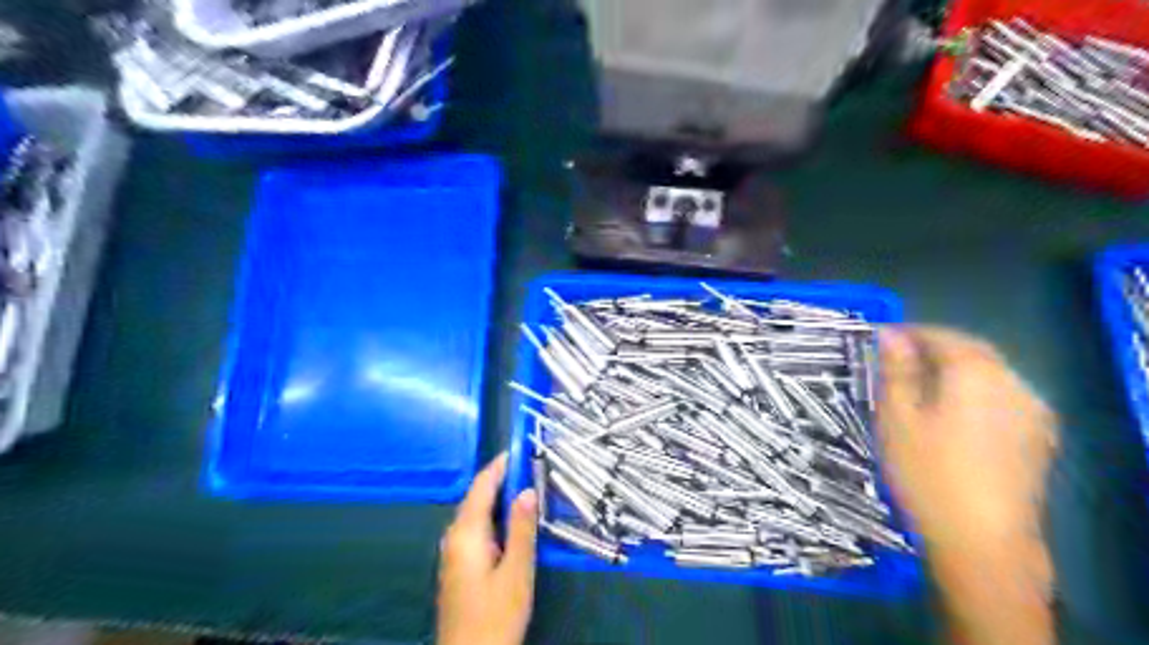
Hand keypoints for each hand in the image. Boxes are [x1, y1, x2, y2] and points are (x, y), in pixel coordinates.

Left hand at [438, 451, 542, 644]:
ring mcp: (452, 553)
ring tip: (525, 486)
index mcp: (466, 533)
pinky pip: (475, 528)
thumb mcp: (517, 572)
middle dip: (500, 479)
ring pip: (476, 513)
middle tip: (529, 466)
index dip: (499, 465)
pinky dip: (493, 516)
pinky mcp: (457, 566)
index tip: (520, 448)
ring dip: (498, 497)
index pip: (481, 486)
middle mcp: (454, 537)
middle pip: (476, 497)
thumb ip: (521, 529)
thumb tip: (527, 489)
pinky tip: (511, 521)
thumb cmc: (495, 616)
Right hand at [881, 327, 1058, 643]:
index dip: (910, 333)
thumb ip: (896, 370)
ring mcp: (1033, 411)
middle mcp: (1014, 383)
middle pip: (972, 352)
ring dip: (955, 370)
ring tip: (920, 388)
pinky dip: (975, 392)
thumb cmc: (927, 472)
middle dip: (934, 349)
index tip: (880, 339)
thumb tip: (891, 335)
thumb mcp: (897, 417)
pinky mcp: (1039, 437)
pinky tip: (953, 415)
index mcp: (976, 374)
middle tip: (897, 361)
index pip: (943, 336)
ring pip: (990, 374)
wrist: (983, 541)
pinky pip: (1004, 397)